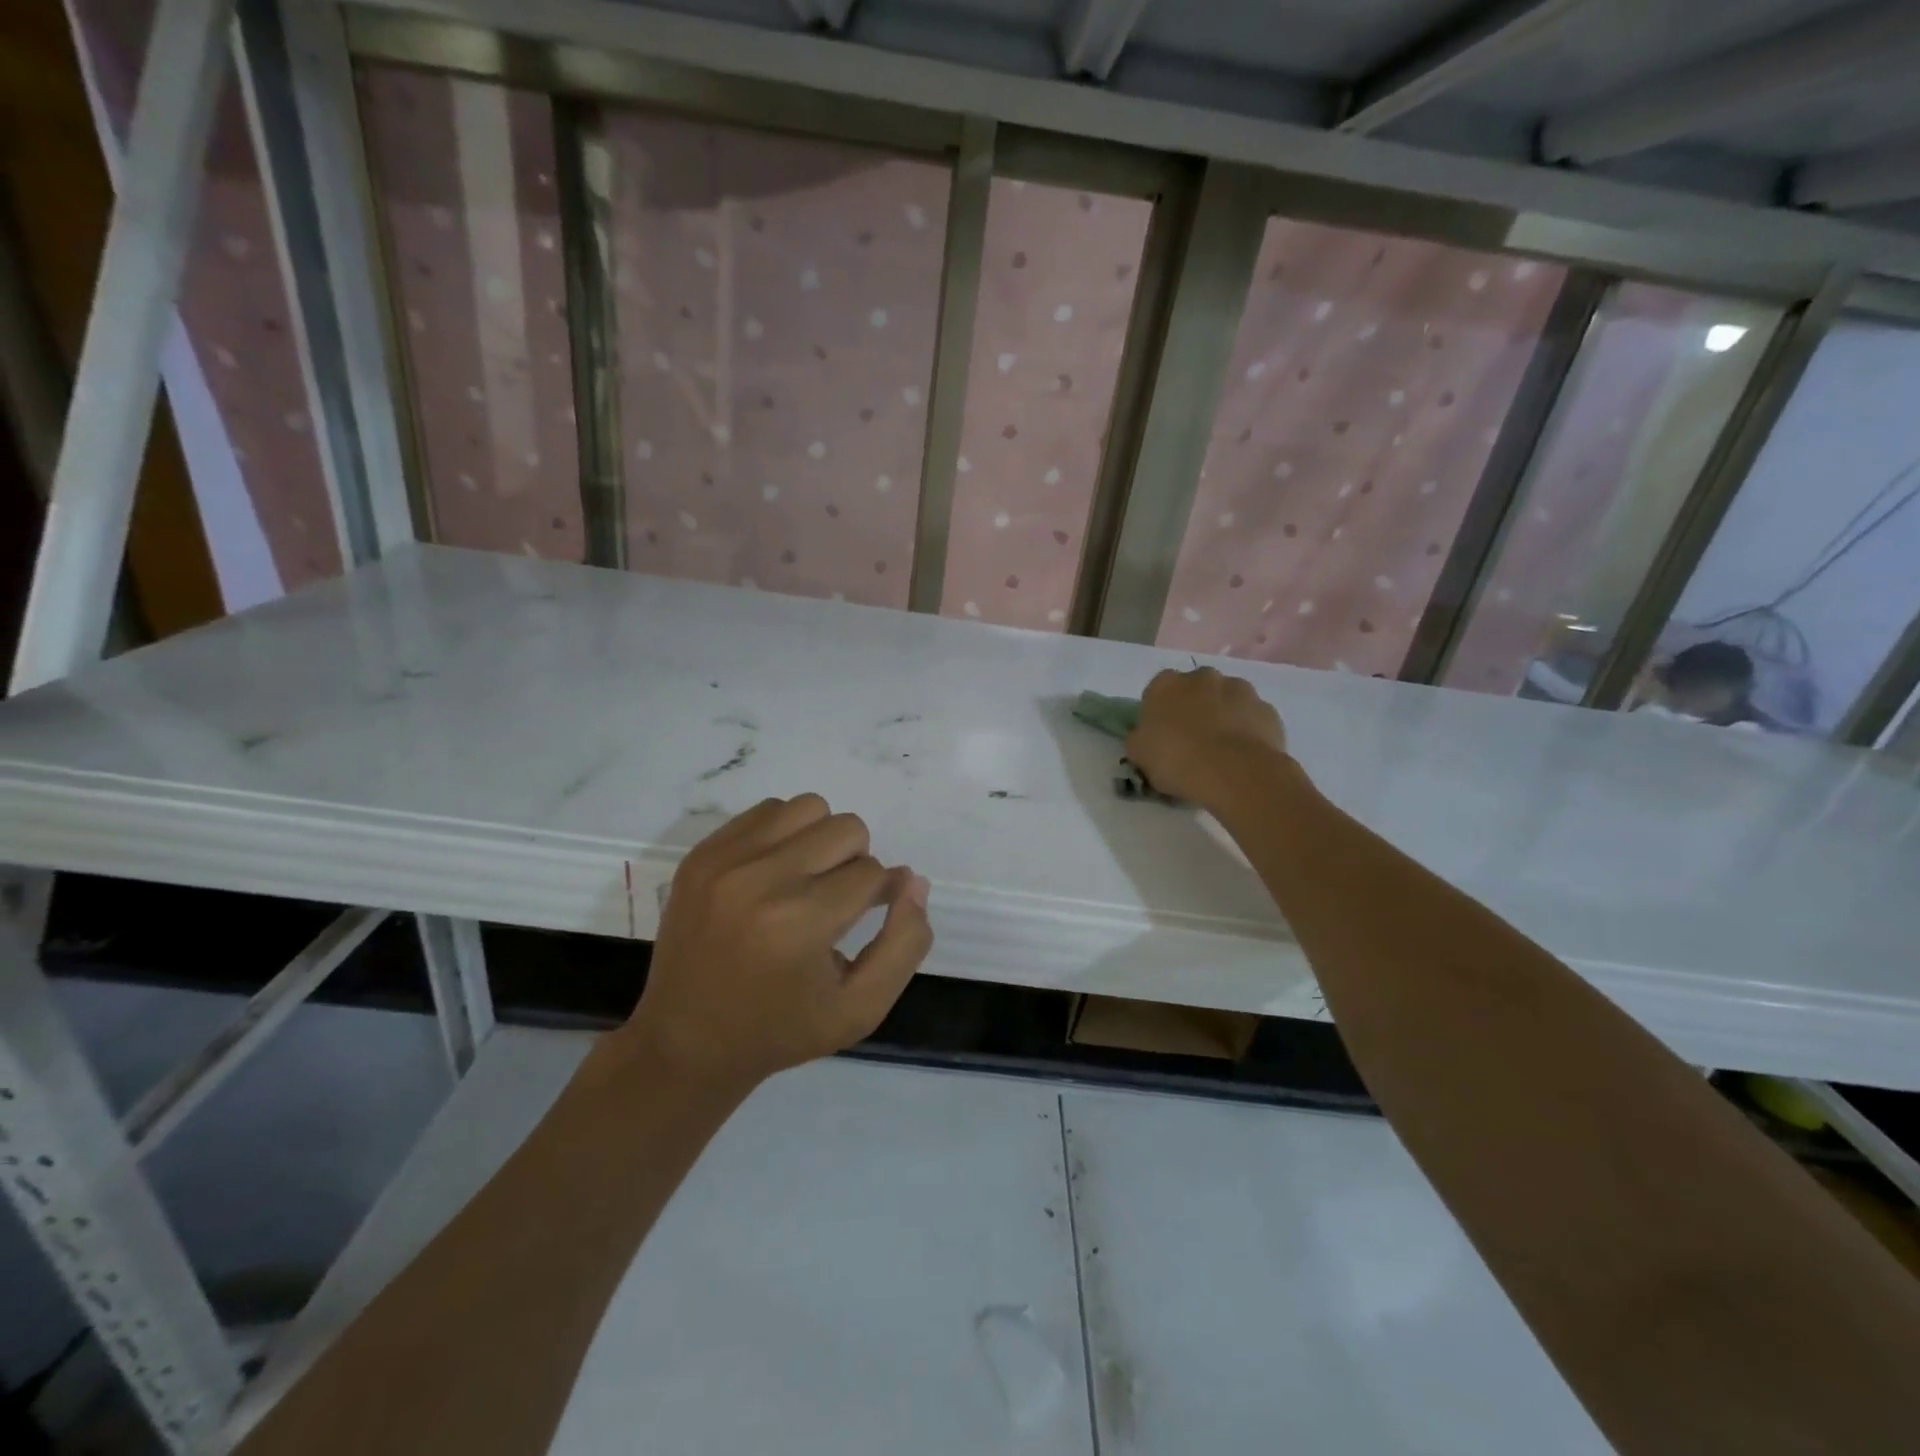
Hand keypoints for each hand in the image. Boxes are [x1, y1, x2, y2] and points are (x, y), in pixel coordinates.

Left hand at [625, 795, 931, 1087]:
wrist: (686, 1041)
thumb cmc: (780, 1030)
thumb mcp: (860, 1009)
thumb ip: (904, 944)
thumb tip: (913, 880)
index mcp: (800, 923)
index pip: (872, 873)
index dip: (879, 895)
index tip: (863, 919)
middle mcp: (760, 879)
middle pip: (846, 829)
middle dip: (855, 862)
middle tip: (834, 902)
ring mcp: (724, 861)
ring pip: (808, 808)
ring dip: (821, 839)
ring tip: (806, 881)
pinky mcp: (701, 853)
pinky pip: (766, 811)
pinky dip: (784, 834)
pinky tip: (774, 873)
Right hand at [1124, 667, 1288, 812]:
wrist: (1235, 772)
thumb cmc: (1177, 759)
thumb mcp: (1139, 754)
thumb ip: (1140, 738)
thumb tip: (1146, 737)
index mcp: (1166, 683)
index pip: (1157, 691)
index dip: (1158, 714)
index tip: (1161, 737)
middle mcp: (1203, 677)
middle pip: (1194, 690)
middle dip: (1193, 709)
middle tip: (1190, 743)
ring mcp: (1240, 689)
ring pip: (1226, 701)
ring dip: (1222, 717)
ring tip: (1220, 752)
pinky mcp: (1268, 709)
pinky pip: (1251, 719)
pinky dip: (1247, 732)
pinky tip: (1242, 757)